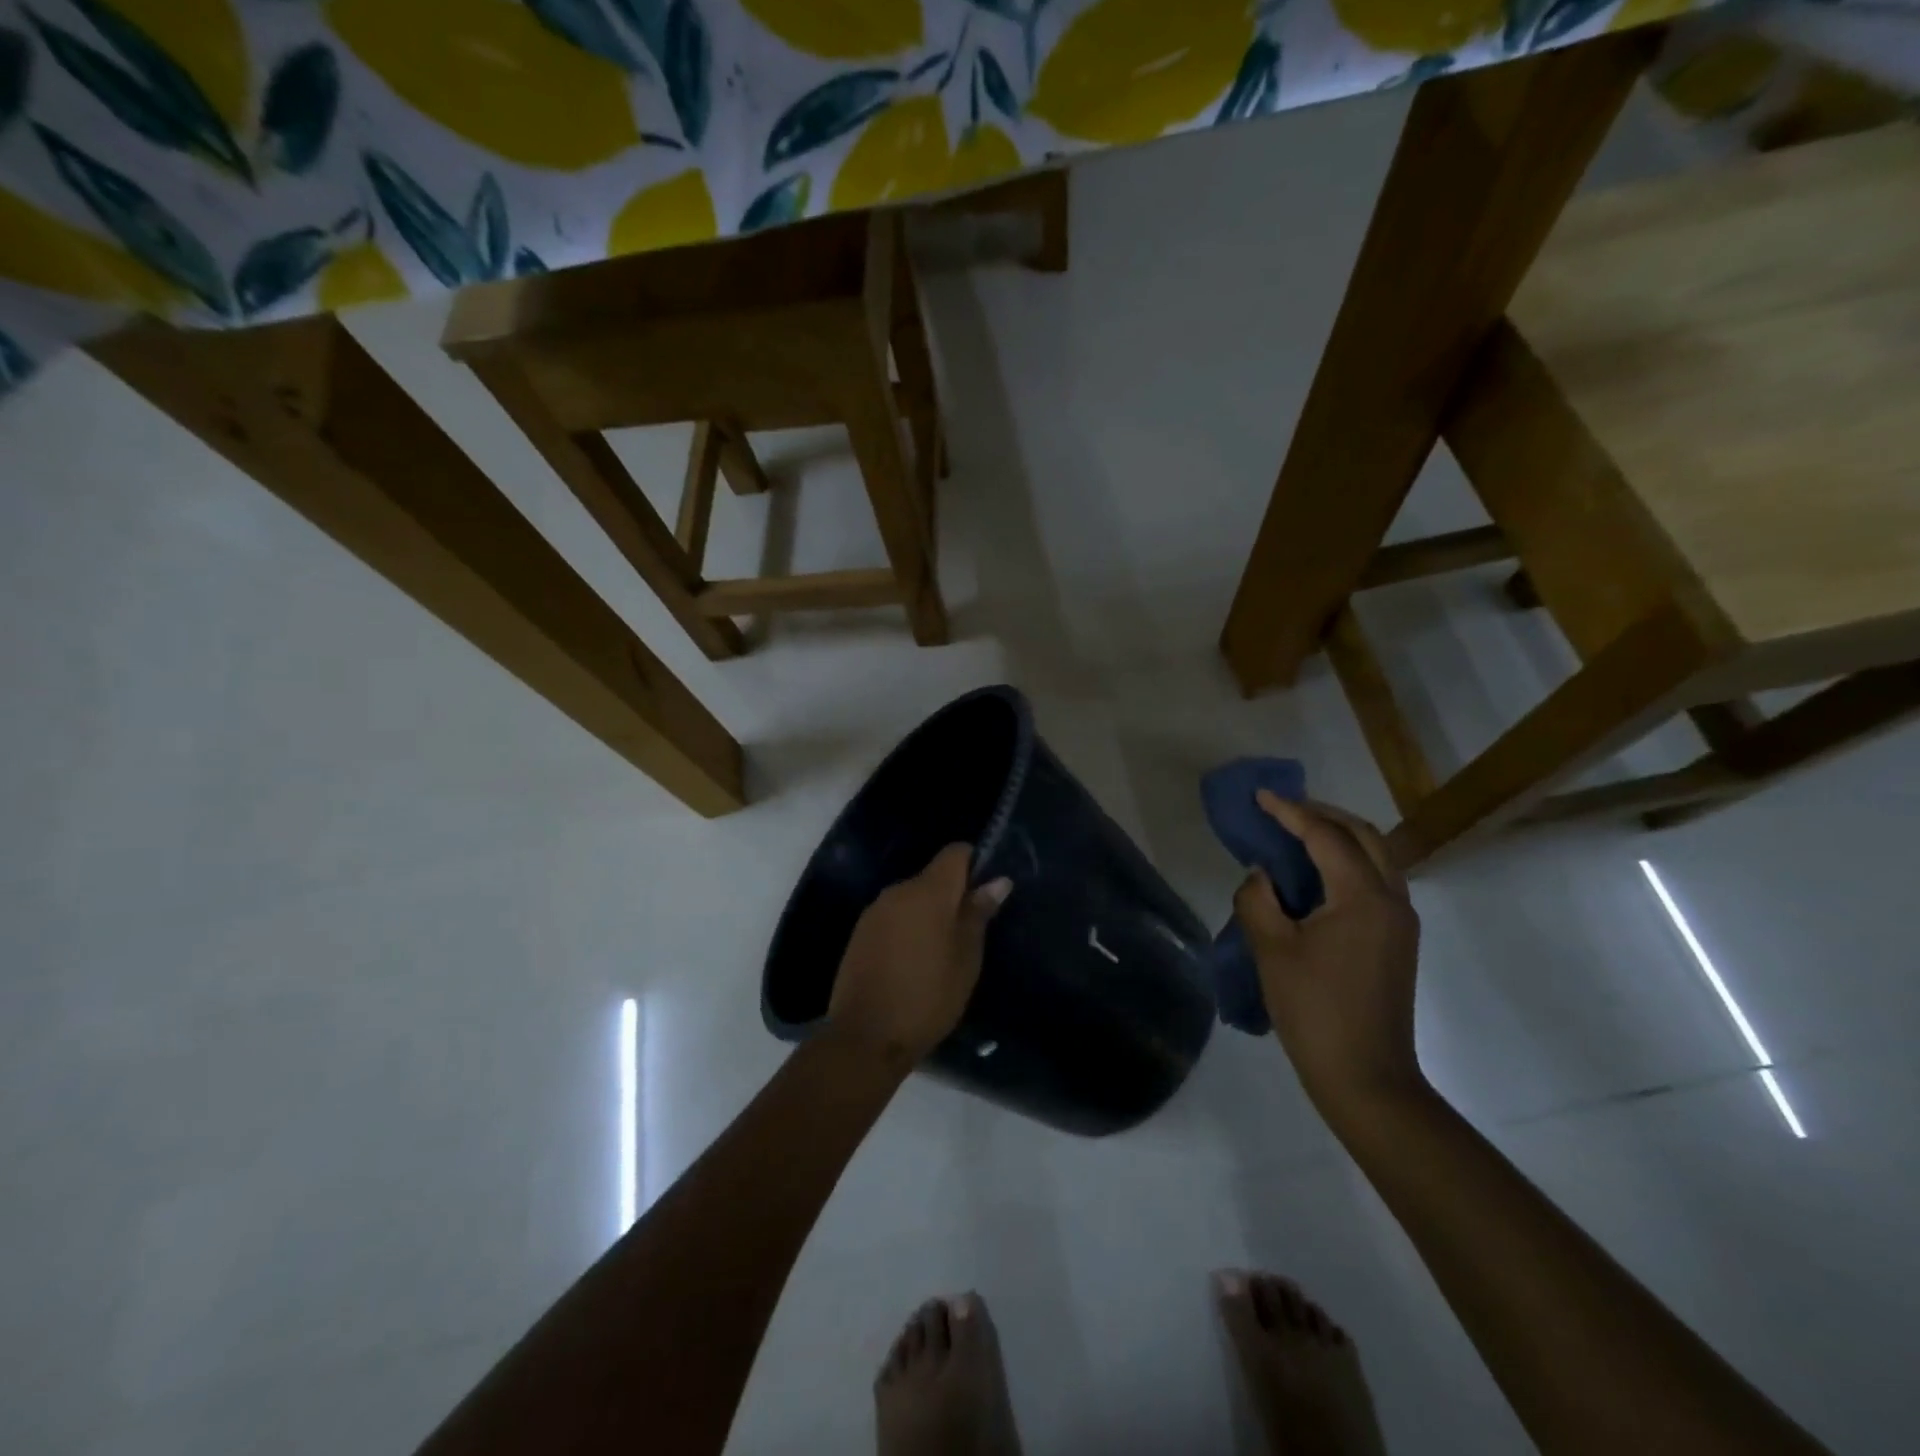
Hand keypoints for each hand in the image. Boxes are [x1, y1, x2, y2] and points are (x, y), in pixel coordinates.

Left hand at [828, 844, 1011, 1065]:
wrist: (866, 1036)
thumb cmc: (928, 995)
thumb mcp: (966, 958)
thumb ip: (978, 913)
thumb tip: (997, 880)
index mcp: (928, 890)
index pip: (955, 853)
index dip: (975, 864)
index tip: (986, 892)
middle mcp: (898, 890)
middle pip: (933, 877)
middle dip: (953, 895)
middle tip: (970, 931)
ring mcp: (875, 911)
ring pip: (912, 898)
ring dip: (929, 914)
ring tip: (942, 951)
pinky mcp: (860, 933)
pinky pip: (893, 917)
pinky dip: (908, 928)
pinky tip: (913, 961)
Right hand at [1233, 793, 1424, 1121]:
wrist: (1366, 1077)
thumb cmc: (1313, 1010)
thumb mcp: (1270, 950)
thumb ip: (1258, 899)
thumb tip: (1261, 875)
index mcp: (1362, 897)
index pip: (1326, 837)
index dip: (1291, 812)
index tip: (1261, 797)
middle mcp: (1392, 900)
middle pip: (1363, 836)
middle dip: (1322, 814)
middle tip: (1283, 809)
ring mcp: (1400, 922)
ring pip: (1376, 857)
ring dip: (1339, 836)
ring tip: (1298, 833)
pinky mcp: (1397, 941)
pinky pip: (1376, 881)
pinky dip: (1347, 862)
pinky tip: (1317, 874)